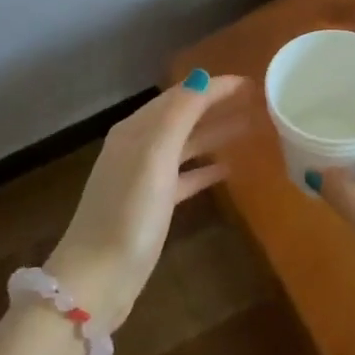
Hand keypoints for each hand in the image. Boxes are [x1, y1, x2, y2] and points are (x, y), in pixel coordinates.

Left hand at [45, 71, 247, 328]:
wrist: (98, 278)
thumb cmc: (128, 213)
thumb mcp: (155, 156)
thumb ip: (179, 115)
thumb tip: (201, 76)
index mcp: (136, 130)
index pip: (181, 96)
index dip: (214, 87)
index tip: (252, 83)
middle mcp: (138, 147)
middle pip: (183, 116)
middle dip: (216, 106)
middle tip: (257, 102)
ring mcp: (143, 178)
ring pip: (185, 145)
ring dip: (214, 133)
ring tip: (249, 128)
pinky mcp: (151, 207)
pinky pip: (184, 176)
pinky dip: (205, 168)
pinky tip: (228, 168)